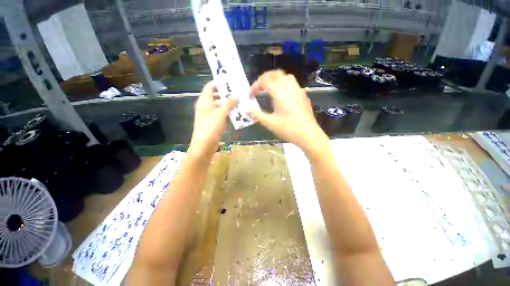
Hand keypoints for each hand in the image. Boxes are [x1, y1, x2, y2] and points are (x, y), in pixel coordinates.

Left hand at [189, 81, 237, 158]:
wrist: (204, 145)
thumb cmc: (210, 127)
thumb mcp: (221, 113)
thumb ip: (229, 103)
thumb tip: (236, 95)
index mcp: (204, 101)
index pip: (210, 87)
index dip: (218, 83)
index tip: (230, 81)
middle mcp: (206, 107)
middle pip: (216, 96)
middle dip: (227, 94)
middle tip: (239, 92)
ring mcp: (210, 115)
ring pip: (220, 106)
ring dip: (229, 105)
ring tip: (240, 102)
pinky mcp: (214, 123)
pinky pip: (222, 115)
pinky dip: (228, 113)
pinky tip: (237, 113)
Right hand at [249, 70, 327, 157]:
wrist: (308, 134)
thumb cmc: (288, 129)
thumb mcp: (270, 123)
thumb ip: (257, 115)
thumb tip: (247, 110)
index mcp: (280, 92)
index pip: (264, 81)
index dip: (255, 86)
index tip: (250, 95)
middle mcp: (289, 87)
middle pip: (275, 74)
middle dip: (264, 78)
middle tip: (257, 89)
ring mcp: (298, 90)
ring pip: (284, 76)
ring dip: (274, 79)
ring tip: (268, 89)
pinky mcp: (303, 95)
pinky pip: (291, 83)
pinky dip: (282, 84)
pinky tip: (281, 95)